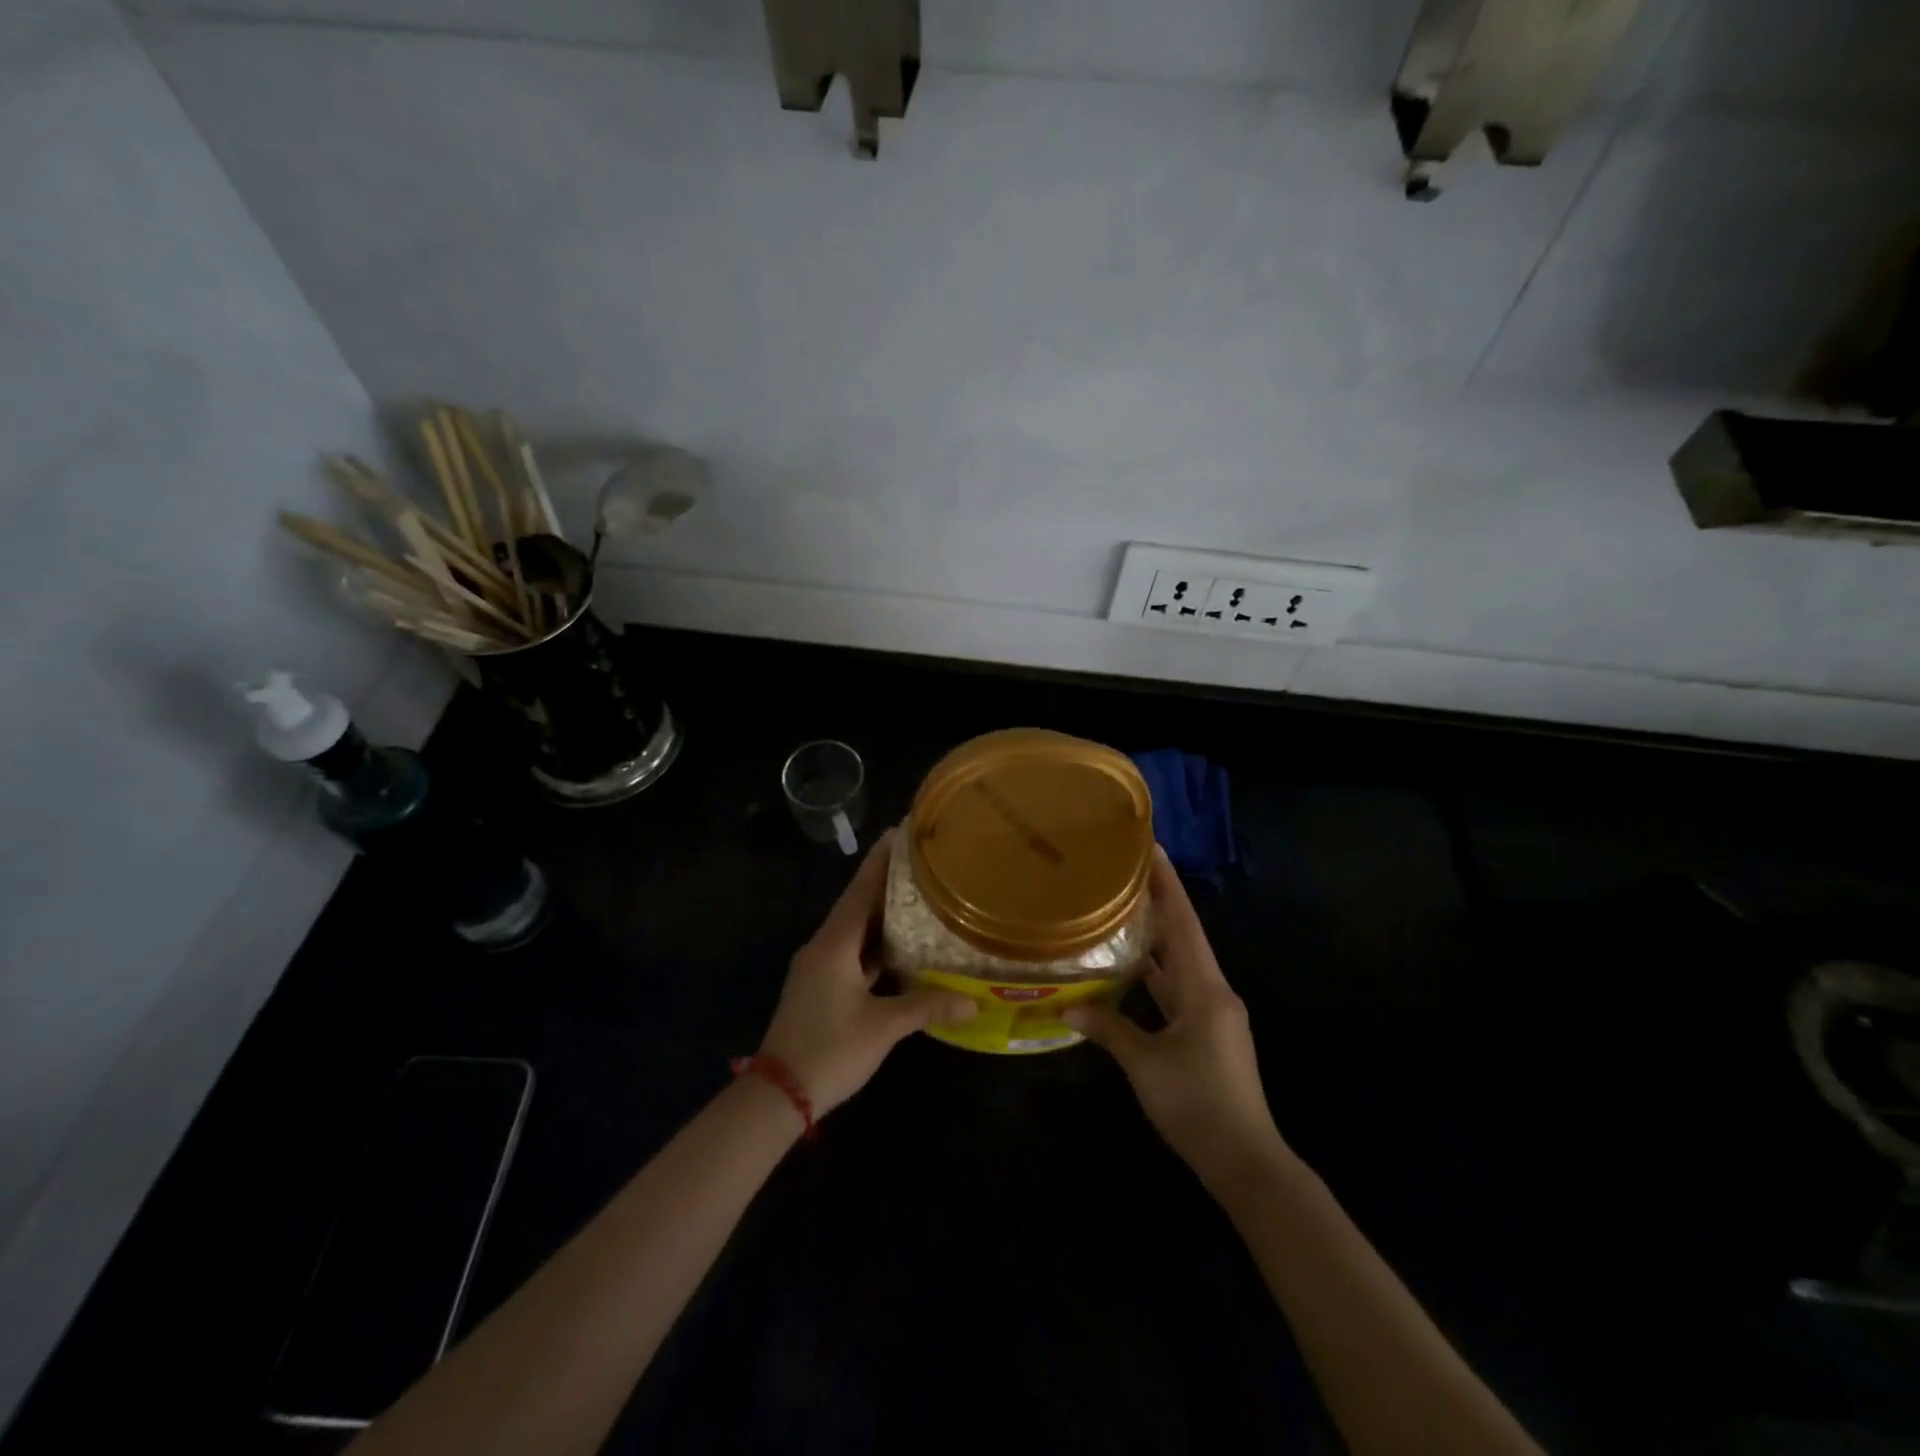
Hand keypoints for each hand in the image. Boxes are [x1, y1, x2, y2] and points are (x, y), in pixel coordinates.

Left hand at [758, 832, 976, 1116]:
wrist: (778, 1094)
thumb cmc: (830, 1050)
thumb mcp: (884, 1027)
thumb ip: (928, 1006)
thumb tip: (974, 1002)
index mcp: (834, 944)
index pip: (860, 890)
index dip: (880, 861)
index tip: (898, 833)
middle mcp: (823, 947)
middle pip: (858, 905)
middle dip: (886, 883)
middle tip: (920, 863)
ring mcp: (818, 968)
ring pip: (854, 930)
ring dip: (881, 915)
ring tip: (916, 897)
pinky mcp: (819, 987)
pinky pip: (851, 953)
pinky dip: (874, 944)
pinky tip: (899, 947)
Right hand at [1065, 849, 1287, 1189]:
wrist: (1244, 1161)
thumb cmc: (1195, 1103)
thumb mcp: (1144, 1063)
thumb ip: (1107, 1028)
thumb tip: (1066, 1007)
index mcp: (1205, 988)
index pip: (1183, 923)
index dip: (1167, 884)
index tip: (1151, 848)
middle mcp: (1213, 991)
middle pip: (1183, 936)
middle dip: (1159, 902)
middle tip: (1126, 872)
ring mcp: (1213, 1013)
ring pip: (1180, 963)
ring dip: (1156, 938)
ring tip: (1123, 909)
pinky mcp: (1208, 1032)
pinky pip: (1179, 989)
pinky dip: (1157, 974)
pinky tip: (1132, 968)